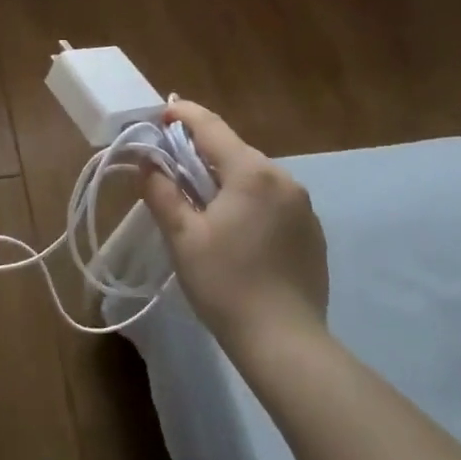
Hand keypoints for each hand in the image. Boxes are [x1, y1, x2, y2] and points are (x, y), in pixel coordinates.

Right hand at [140, 100, 328, 341]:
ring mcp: (303, 206)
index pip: (211, 127)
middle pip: (234, 151)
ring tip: (200, 204)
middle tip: (171, 168)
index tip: (161, 115)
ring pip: (254, 176)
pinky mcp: (312, 232)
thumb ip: (162, 191)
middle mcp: (283, 179)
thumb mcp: (182, 237)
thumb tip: (147, 163)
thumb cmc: (226, 284)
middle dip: (201, 152)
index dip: (183, 115)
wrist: (286, 344)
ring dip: (225, 179)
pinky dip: (248, 201)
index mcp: (251, 173)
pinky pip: (273, 200)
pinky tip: (235, 232)